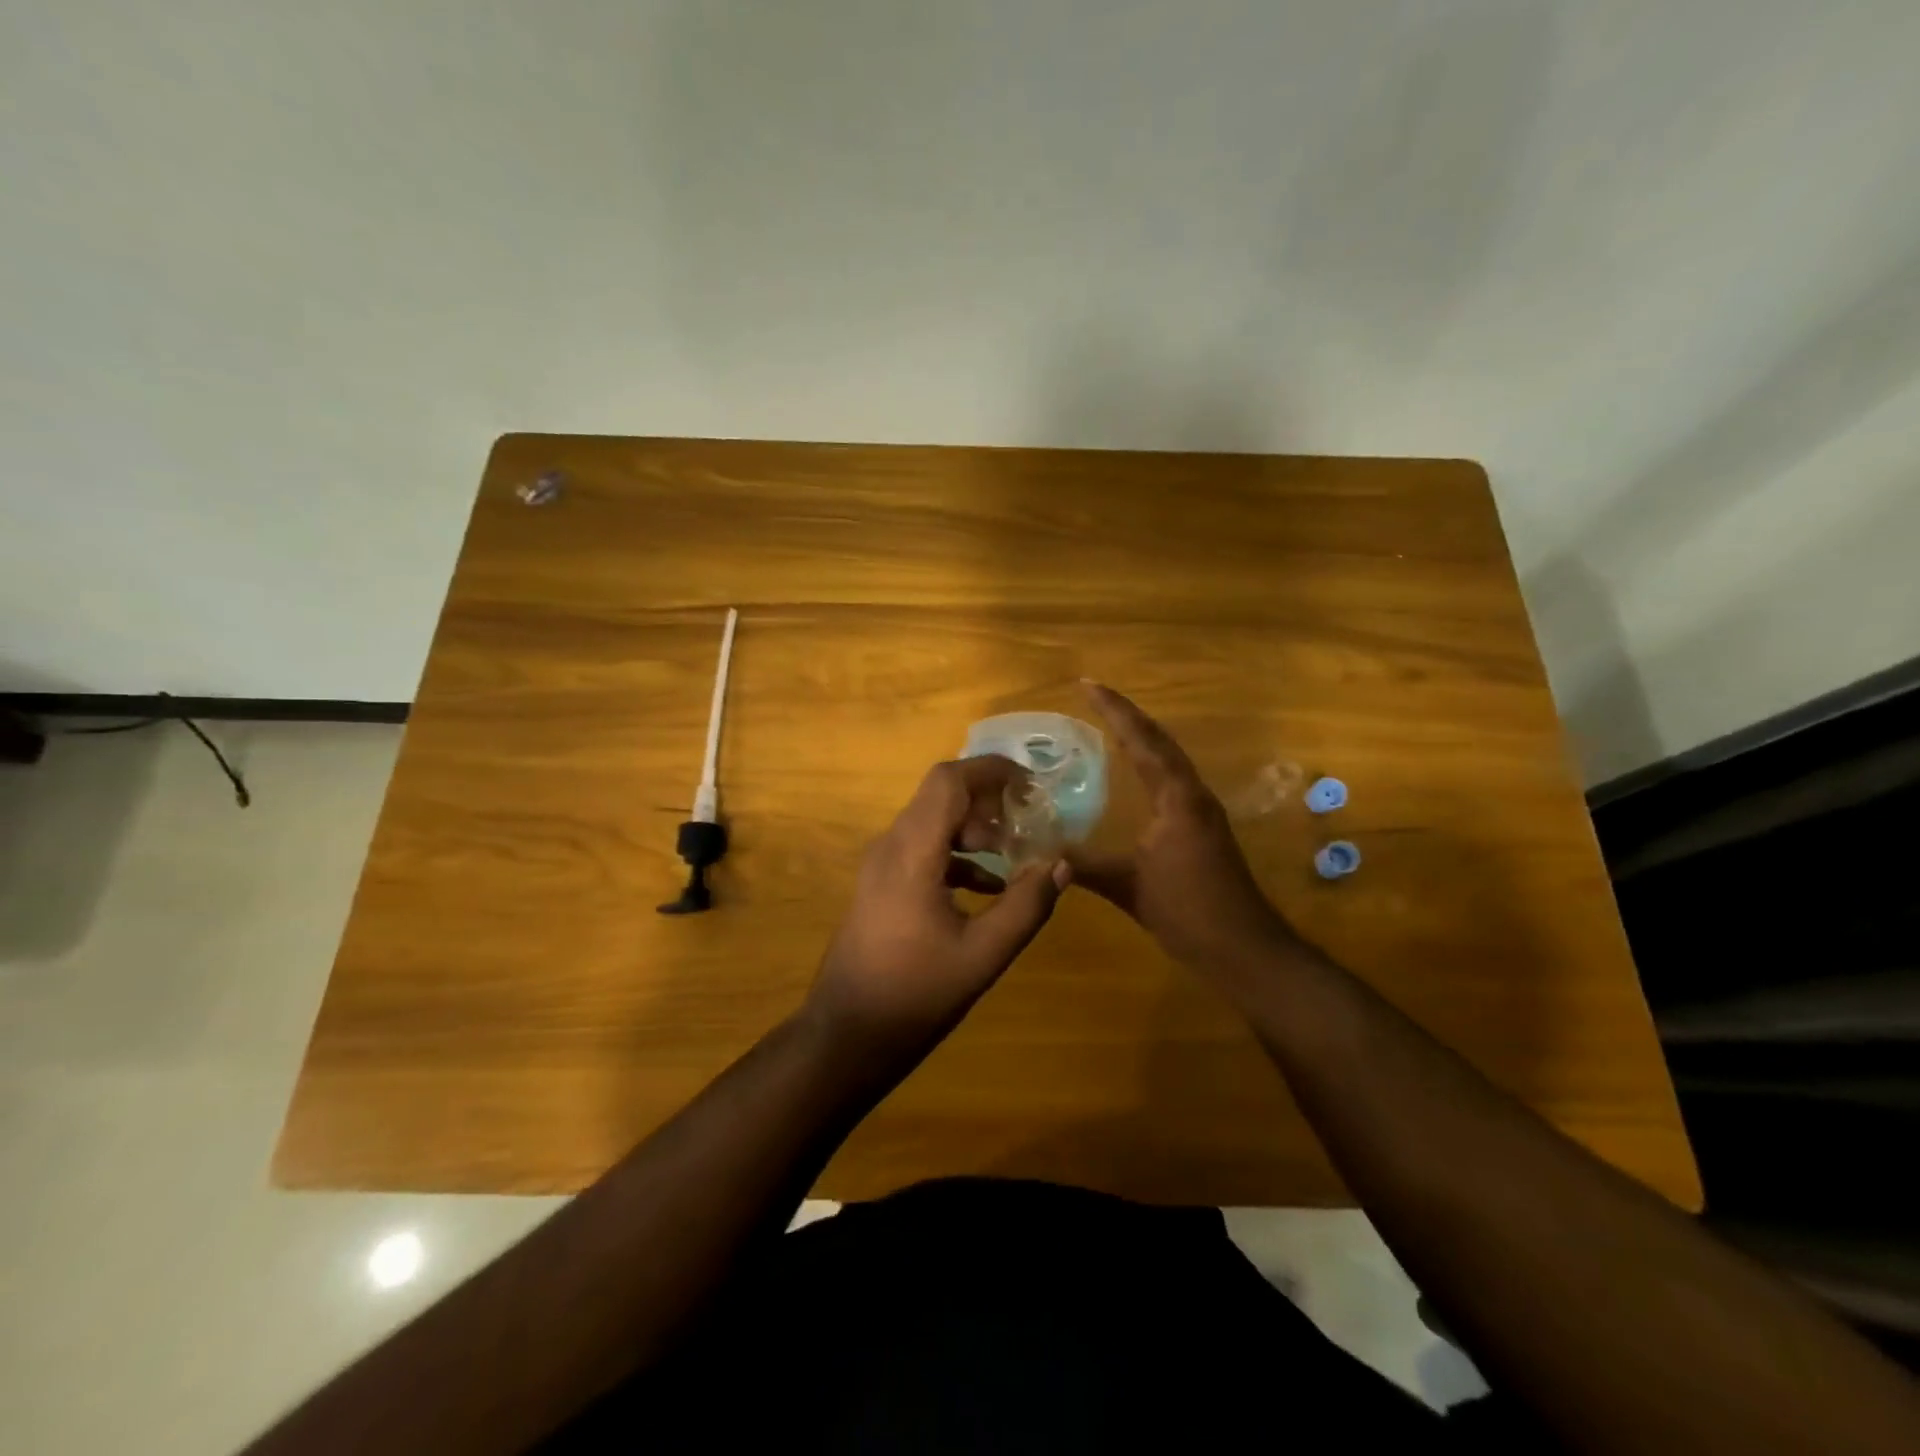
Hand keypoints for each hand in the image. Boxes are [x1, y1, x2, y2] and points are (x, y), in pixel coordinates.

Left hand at [805, 756, 1070, 1056]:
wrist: (846, 1035)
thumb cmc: (914, 994)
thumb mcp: (982, 954)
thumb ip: (1026, 906)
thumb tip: (1062, 864)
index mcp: (911, 852)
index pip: (948, 781)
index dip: (990, 770)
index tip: (1031, 782)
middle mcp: (890, 847)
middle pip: (940, 797)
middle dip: (988, 800)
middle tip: (1029, 820)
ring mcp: (880, 866)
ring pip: (931, 823)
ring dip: (974, 829)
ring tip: (1015, 853)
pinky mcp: (880, 886)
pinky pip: (922, 850)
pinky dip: (957, 855)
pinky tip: (988, 887)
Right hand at [1070, 682, 1293, 969]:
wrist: (1244, 948)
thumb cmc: (1189, 911)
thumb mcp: (1129, 887)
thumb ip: (1084, 866)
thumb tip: (1038, 852)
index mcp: (1177, 798)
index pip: (1142, 741)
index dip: (1114, 711)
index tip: (1087, 684)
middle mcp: (1192, 794)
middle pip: (1159, 741)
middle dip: (1126, 715)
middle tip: (1094, 694)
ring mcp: (1201, 810)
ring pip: (1169, 759)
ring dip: (1141, 736)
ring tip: (1111, 722)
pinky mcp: (1203, 828)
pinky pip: (1172, 779)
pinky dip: (1150, 762)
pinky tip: (1135, 772)